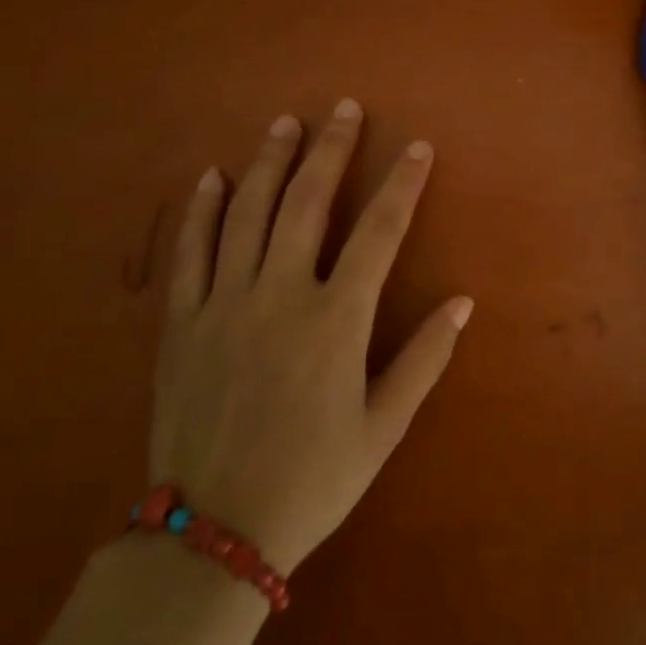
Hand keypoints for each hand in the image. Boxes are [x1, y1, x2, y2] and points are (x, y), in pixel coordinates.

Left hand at [152, 99, 471, 576]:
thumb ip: (424, 358)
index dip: (403, 183)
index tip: (418, 147)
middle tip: (344, 108)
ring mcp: (225, 304)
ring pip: (249, 213)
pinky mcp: (181, 324)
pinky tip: (213, 176)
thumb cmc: (312, 479)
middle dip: (331, 149)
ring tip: (286, 122)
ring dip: (270, 162)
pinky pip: (190, 252)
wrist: (211, 536)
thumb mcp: (383, 427)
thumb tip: (463, 301)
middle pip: (310, 202)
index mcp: (336, 319)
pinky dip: (202, 209)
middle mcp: (280, 295)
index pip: (380, 231)